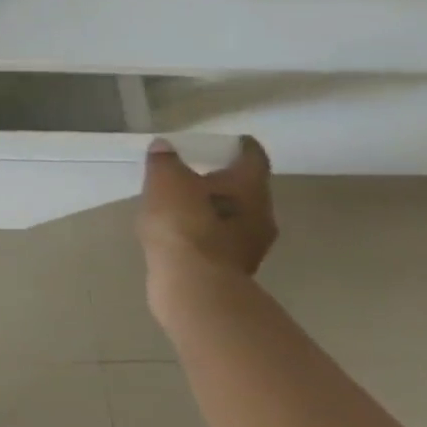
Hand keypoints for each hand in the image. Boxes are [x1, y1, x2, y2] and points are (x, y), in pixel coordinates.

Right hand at [137, 136, 276, 303]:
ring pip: (233, 217)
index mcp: (250, 186)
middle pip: (245, 188)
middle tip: (194, 172)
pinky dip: (204, 232)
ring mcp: (250, 245)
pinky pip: (219, 240)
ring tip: (180, 204)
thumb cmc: (184, 223)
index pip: (252, 156)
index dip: (239, 145)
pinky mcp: (233, 269)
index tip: (227, 141)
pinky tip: (180, 233)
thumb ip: (165, 160)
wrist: (193, 285)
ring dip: (212, 209)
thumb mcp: (165, 180)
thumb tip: (165, 147)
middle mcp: (261, 214)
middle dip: (222, 180)